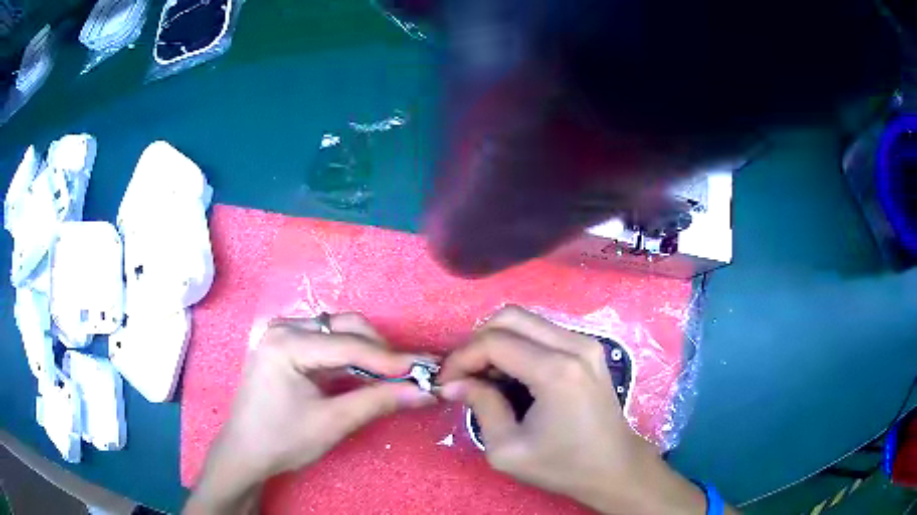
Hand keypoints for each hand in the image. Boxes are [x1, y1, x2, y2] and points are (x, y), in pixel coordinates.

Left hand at [185, 313, 435, 514]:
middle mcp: (283, 327)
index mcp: (287, 343)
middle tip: (409, 375)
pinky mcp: (285, 346)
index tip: (427, 369)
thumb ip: (379, 402)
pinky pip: (325, 343)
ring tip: (392, 376)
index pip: (349, 345)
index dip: (391, 359)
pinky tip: (365, 374)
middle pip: (344, 327)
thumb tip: (424, 392)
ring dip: (367, 352)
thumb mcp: (333, 423)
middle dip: (379, 351)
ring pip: (337, 332)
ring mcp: (282, 334)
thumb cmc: (283, 439)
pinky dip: (349, 357)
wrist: (245, 452)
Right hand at [438, 306, 711, 514]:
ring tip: (485, 376)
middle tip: (464, 375)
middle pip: (509, 317)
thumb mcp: (508, 449)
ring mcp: (585, 342)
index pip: (494, 342)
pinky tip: (511, 373)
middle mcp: (574, 345)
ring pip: (526, 320)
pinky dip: (518, 344)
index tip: (446, 382)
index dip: (461, 358)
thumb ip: (480, 407)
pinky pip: (542, 331)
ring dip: (497, 341)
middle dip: (477, 342)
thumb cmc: (563, 465)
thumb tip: (454, 384)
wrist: (613, 467)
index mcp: (556, 371)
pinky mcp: (588, 348)